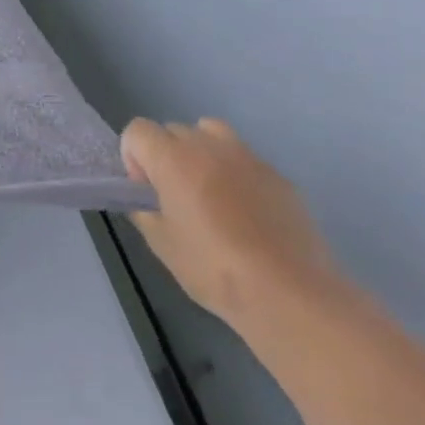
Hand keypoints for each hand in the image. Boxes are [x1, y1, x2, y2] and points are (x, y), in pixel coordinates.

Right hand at [120, 118, 338, 340]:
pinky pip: (245, 159)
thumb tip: (146, 199)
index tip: (145, 190)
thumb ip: (144, 208)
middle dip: (165, 154)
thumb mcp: (160, 241)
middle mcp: (209, 147)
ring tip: (208, 190)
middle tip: (174, 194)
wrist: (291, 295)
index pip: (138, 130)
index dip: (133, 156)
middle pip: (173, 129)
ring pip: (212, 133)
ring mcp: (249, 159)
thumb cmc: (213, 268)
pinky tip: (245, 212)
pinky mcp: (280, 178)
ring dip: (200, 151)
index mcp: (173, 159)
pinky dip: (234, 172)